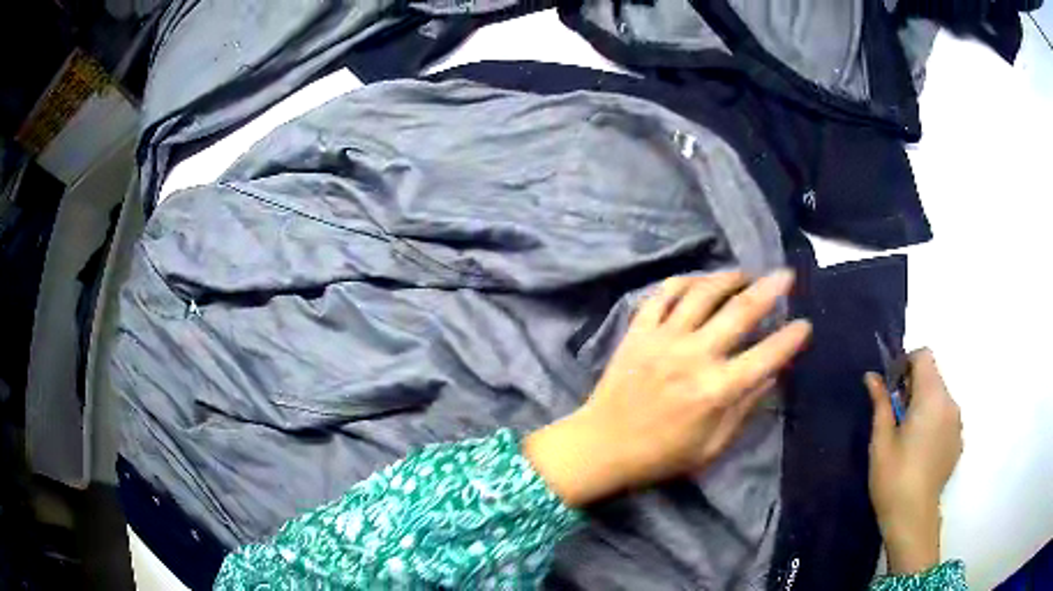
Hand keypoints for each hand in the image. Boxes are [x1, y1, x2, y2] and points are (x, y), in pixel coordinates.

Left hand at [524, 270, 811, 507]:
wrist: (602, 446)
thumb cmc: (661, 455)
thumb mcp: (712, 446)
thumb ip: (745, 408)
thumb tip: (773, 374)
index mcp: (716, 390)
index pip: (767, 355)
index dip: (792, 338)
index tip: (805, 324)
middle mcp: (694, 355)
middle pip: (740, 310)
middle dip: (770, 289)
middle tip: (786, 275)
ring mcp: (663, 338)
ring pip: (703, 292)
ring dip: (729, 277)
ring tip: (745, 274)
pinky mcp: (639, 331)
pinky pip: (664, 293)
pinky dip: (686, 281)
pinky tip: (701, 281)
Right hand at [866, 349, 962, 574]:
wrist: (913, 517)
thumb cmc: (893, 477)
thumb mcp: (881, 440)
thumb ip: (881, 403)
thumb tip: (872, 376)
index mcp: (931, 397)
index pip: (924, 356)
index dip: (906, 363)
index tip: (892, 387)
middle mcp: (950, 402)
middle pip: (933, 376)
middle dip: (914, 386)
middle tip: (895, 416)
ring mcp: (957, 422)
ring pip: (940, 397)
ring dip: (924, 404)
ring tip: (908, 436)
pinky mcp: (958, 440)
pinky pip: (946, 417)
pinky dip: (934, 422)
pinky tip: (920, 451)